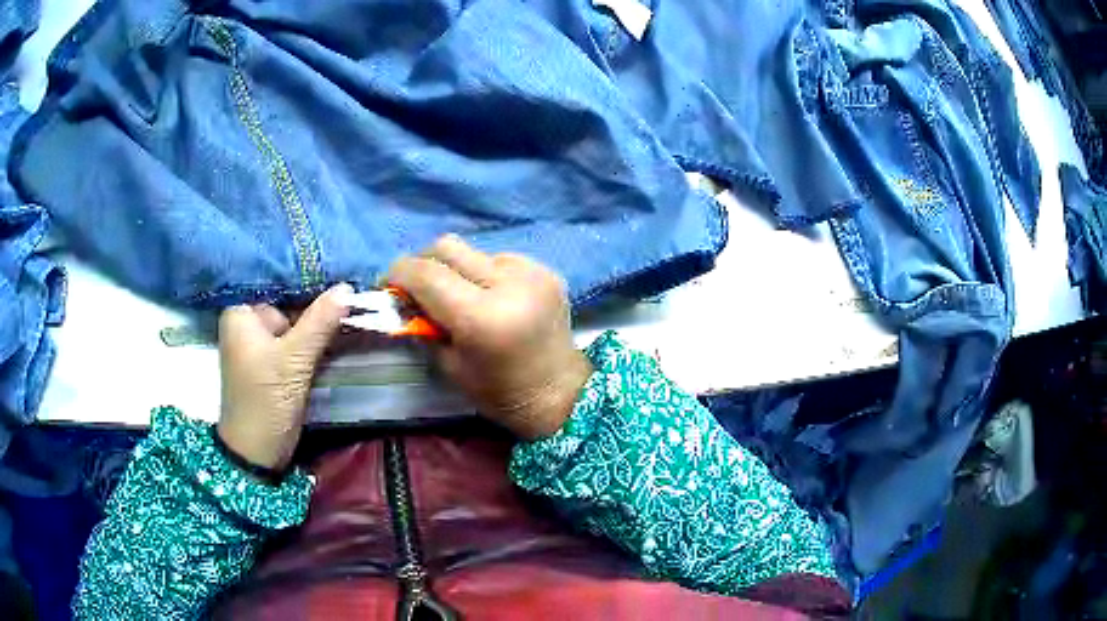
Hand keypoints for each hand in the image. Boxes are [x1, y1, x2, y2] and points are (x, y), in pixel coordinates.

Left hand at [216, 284, 350, 471]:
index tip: (338, 268)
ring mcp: (261, 343)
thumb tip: (347, 288)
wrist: (258, 452)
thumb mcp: (294, 360)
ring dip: (319, 319)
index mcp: (241, 313)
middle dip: (316, 299)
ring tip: (351, 302)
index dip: (307, 276)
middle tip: (351, 287)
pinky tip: (339, 326)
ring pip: (294, 321)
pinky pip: (296, 339)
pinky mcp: (273, 361)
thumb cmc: (265, 400)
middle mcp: (248, 322)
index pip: (276, 282)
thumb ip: (320, 321)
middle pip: (286, 301)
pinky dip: (314, 336)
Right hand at [389, 235, 592, 438]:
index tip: (386, 285)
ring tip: (457, 295)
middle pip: (447, 247)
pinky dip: (484, 273)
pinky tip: (490, 296)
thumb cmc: (500, 392)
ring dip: (455, 268)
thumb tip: (403, 298)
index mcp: (482, 317)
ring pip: (473, 251)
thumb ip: (423, 325)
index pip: (426, 274)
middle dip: (422, 263)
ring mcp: (532, 272)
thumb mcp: (449, 365)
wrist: (561, 393)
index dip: (398, 274)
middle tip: (414, 286)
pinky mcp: (546, 270)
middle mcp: (508, 284)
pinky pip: (500, 259)